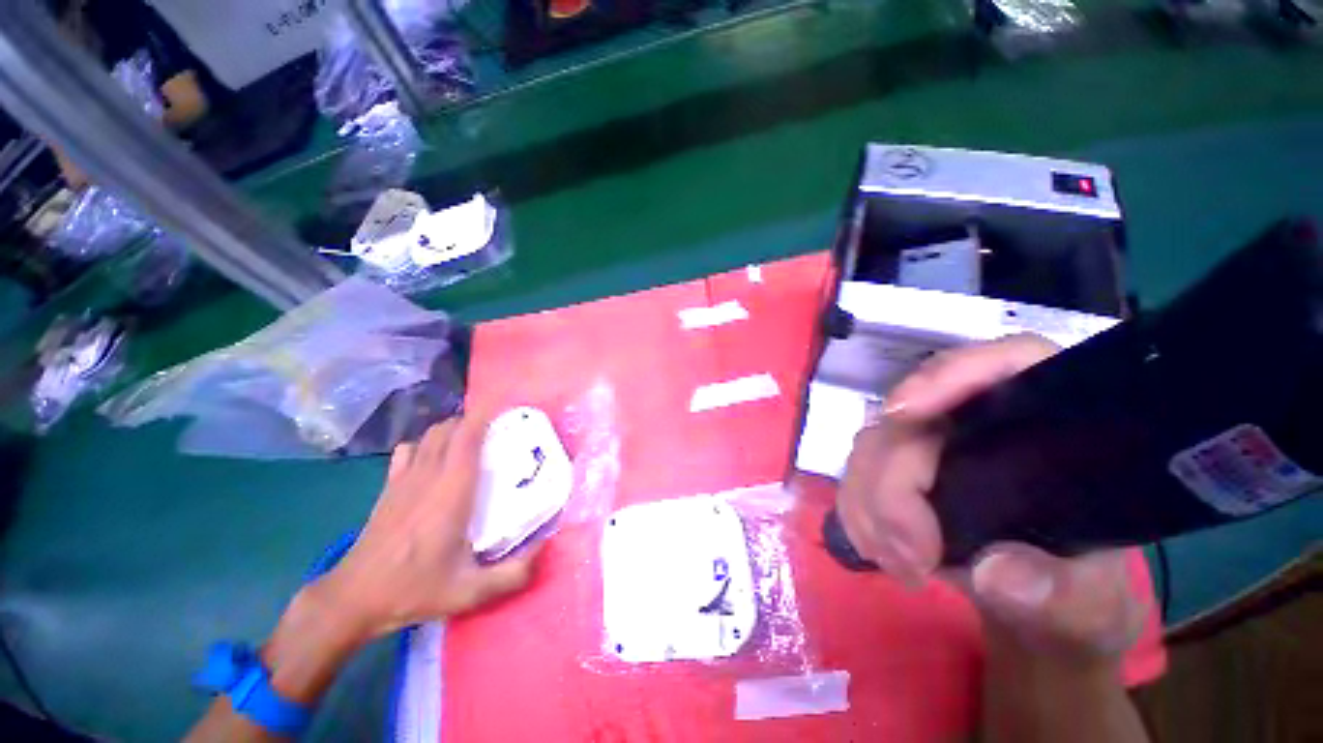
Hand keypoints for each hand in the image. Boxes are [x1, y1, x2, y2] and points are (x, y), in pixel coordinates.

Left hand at [314, 414, 540, 639]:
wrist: (353, 599)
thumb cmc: (414, 589)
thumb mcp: (471, 591)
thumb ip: (515, 573)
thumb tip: (546, 546)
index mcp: (452, 491)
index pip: (468, 436)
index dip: (486, 415)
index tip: (508, 409)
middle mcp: (429, 475)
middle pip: (450, 428)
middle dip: (475, 420)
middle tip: (500, 430)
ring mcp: (405, 479)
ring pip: (430, 434)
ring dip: (453, 428)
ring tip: (474, 439)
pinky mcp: (389, 486)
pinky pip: (409, 449)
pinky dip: (425, 443)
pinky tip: (434, 457)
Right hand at [837, 334, 1143, 661]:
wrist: (1040, 612)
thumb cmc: (1079, 597)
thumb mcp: (1086, 606)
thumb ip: (1056, 593)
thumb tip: (997, 571)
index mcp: (1050, 428)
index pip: (1008, 363)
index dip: (952, 372)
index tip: (904, 412)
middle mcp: (982, 423)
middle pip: (913, 416)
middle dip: (896, 483)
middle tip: (911, 553)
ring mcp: (933, 445)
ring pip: (874, 444)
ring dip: (872, 503)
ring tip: (901, 564)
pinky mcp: (899, 469)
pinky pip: (857, 474)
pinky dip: (858, 511)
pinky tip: (879, 551)